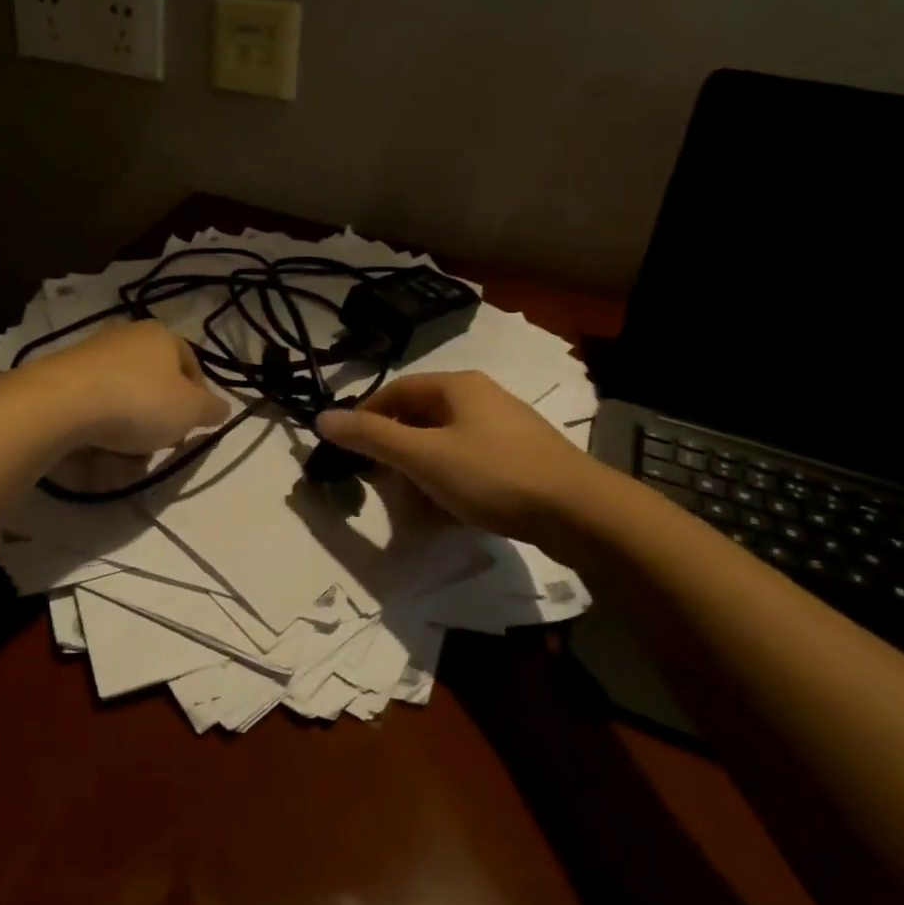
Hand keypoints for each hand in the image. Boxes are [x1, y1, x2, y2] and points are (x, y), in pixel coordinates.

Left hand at [23, 320, 229, 454]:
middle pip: (155, 384)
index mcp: (161, 335)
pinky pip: (92, 408)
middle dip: (159, 418)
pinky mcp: (63, 377)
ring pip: (123, 399)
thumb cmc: (139, 401)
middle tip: (159, 444)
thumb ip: (211, 409)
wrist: (62, 403)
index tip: (194, 428)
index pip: (191, 364)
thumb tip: (222, 408)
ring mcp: (91, 355)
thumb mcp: (191, 410)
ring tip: (125, 457)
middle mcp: (126, 336)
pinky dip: (98, 430)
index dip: (198, 398)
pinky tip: (96, 452)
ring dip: (128, 430)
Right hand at [314, 371, 606, 541]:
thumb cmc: (493, 474)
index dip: (366, 419)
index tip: (350, 453)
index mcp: (456, 386)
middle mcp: (480, 399)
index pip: (395, 392)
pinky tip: (449, 517)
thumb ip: (371, 437)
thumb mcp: (423, 456)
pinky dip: (450, 487)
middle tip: (385, 488)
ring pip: (443, 447)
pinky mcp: (521, 459)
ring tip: (417, 512)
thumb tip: (322, 417)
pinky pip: (469, 466)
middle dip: (396, 457)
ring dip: (421, 477)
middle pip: (418, 421)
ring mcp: (504, 429)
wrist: (581, 513)